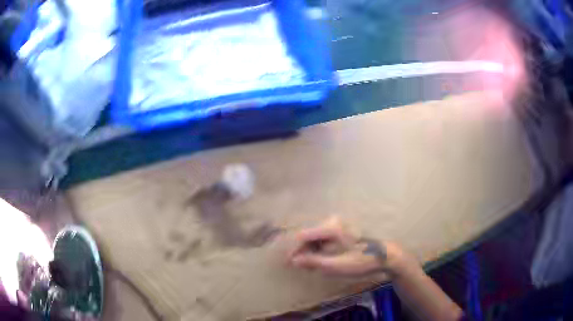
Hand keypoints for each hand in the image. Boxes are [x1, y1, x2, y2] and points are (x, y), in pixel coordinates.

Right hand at [287, 217, 397, 276]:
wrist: (385, 255)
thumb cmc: (362, 261)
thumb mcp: (337, 265)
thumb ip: (313, 262)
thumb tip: (294, 261)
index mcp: (331, 228)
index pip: (303, 236)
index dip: (294, 250)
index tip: (289, 264)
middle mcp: (332, 222)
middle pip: (308, 236)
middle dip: (303, 252)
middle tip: (301, 268)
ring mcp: (338, 224)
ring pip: (315, 237)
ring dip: (311, 251)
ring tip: (311, 266)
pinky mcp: (341, 229)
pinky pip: (323, 238)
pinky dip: (319, 249)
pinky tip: (321, 259)